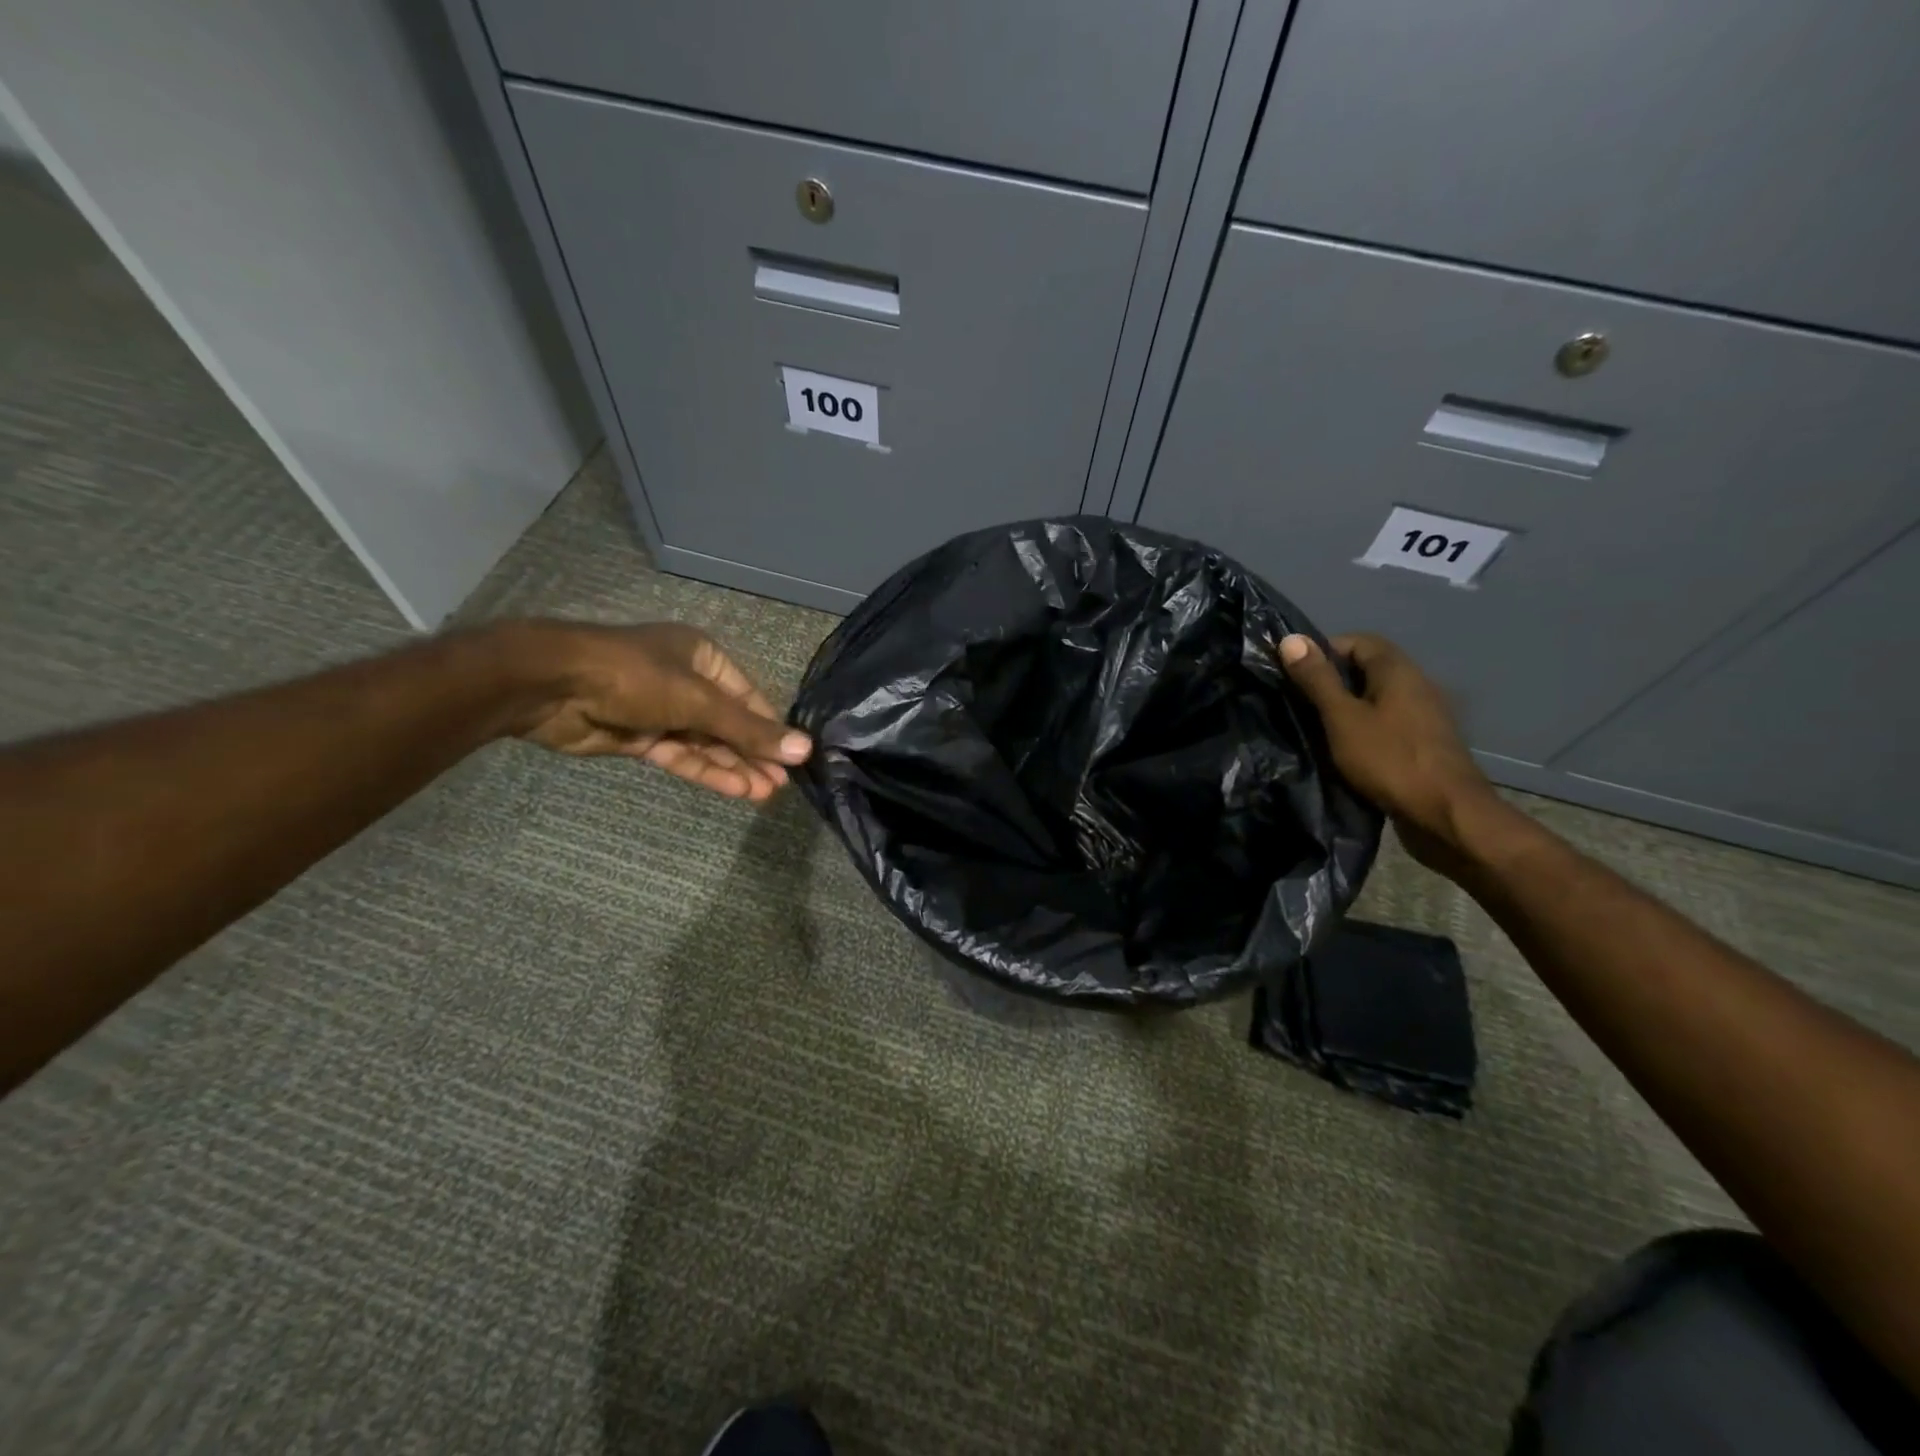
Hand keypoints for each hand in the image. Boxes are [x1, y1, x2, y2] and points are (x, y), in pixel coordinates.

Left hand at [509, 622, 811, 800]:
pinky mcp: (639, 737)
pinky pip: (681, 755)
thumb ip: (749, 730)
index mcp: (703, 657)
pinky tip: (735, 790)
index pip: (749, 697)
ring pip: (706, 743)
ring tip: (765, 794)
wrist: (552, 686)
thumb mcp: (700, 701)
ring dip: (734, 767)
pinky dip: (706, 771)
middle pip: (729, 723)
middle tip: (783, 785)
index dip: (771, 728)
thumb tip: (805, 750)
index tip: (796, 758)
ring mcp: (661, 711)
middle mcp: (685, 681)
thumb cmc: (636, 677)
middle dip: (754, 753)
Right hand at [1279, 632, 1502, 870]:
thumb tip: (1291, 639)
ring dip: (1348, 708)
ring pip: (1377, 698)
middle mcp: (1417, 684)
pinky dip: (1364, 728)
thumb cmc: (1388, 759)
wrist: (1445, 814)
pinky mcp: (1425, 743)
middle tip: (1301, 704)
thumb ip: (1316, 680)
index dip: (1324, 651)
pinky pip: (1388, 723)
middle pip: (1368, 669)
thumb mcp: (1341, 718)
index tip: (1296, 676)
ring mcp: (1425, 715)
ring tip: (1318, 729)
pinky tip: (1347, 751)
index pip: (1358, 641)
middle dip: (1332, 681)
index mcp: (1398, 671)